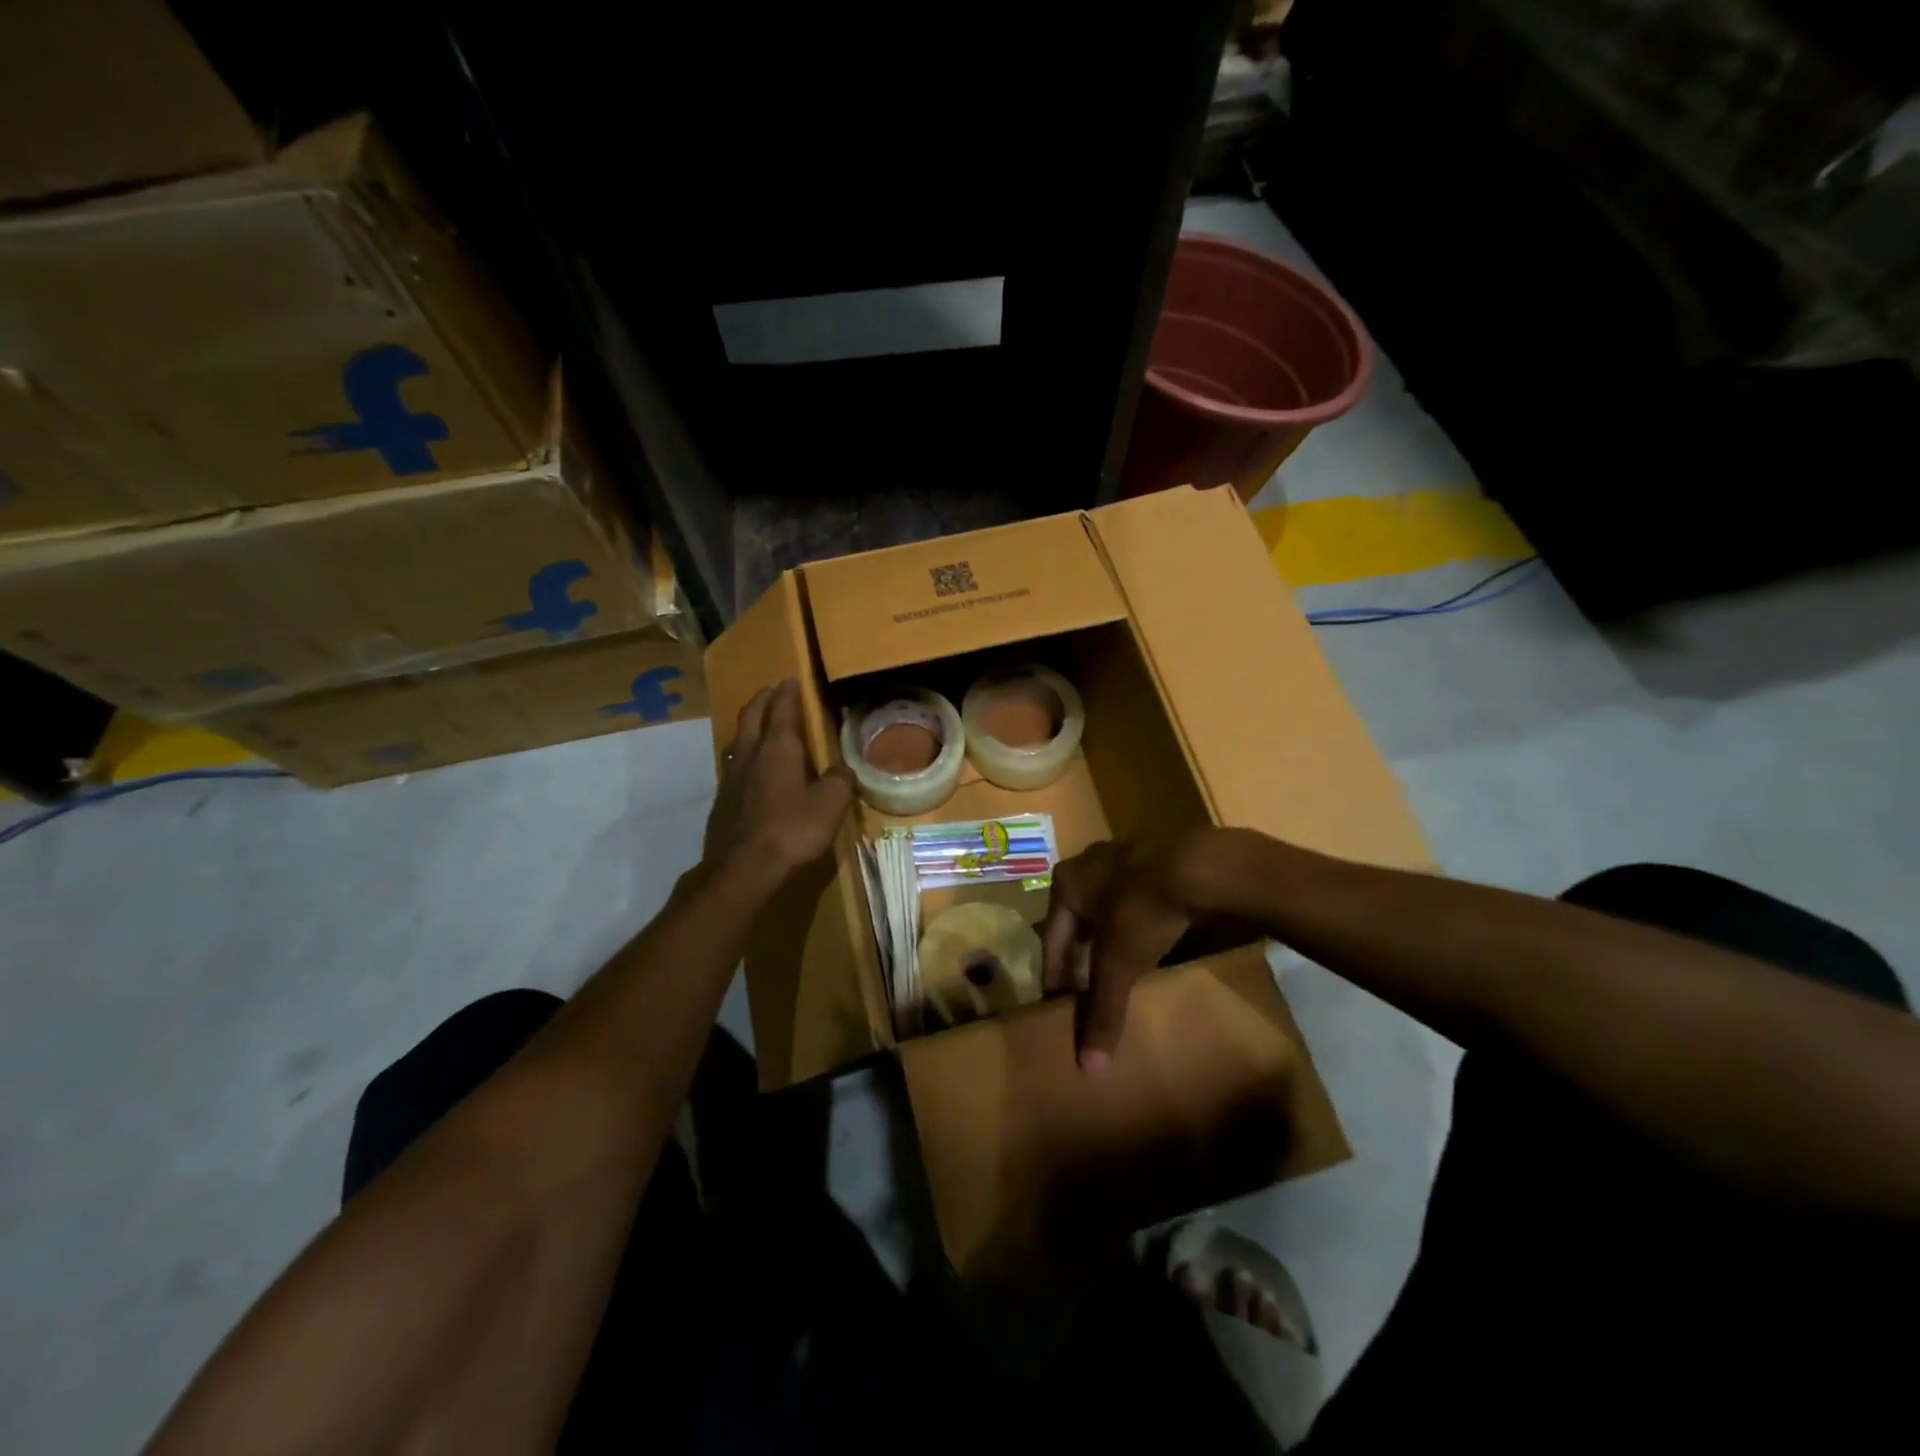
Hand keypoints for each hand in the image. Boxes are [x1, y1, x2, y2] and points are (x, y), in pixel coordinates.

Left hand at [704, 679, 854, 890]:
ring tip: (759, 723)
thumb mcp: (830, 805)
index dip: (787, 693)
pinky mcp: (722, 802)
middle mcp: (751, 755)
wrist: (743, 870)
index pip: (782, 709)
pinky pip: (734, 764)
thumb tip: (843, 769)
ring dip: (750, 725)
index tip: (791, 679)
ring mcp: (731, 778)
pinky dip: (744, 753)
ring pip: (739, 739)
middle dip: (763, 700)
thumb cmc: (792, 831)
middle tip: (772, 691)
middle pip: (752, 717)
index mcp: (779, 749)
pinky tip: (751, 767)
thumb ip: (839, 781)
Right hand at [1040, 829, 1242, 1074]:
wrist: (1202, 865)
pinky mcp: (1155, 858)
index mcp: (1065, 884)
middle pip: (1077, 924)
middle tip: (1088, 994)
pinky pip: (1134, 900)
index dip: (1055, 978)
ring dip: (1109, 941)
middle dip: (1081, 959)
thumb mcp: (1119, 964)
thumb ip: (1102, 1011)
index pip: (1051, 941)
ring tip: (1119, 973)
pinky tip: (1150, 947)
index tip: (1059, 1007)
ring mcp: (1122, 856)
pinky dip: (1135, 927)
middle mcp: (1086, 864)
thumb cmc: (1143, 911)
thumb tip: (1089, 1069)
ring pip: (1106, 910)